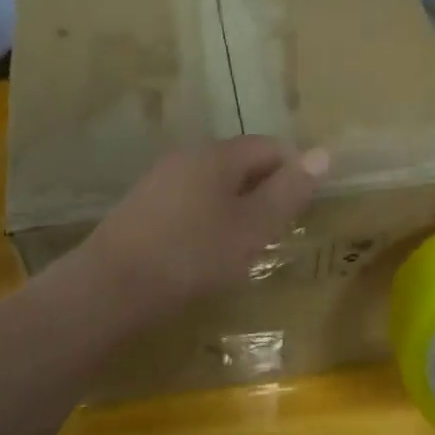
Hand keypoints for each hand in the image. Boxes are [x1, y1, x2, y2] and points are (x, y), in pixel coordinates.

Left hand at [78, 138, 327, 313]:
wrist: (111, 288)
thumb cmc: (192, 256)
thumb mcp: (252, 228)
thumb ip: (288, 191)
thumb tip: (323, 154)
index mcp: (216, 155)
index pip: (270, 146)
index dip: (294, 171)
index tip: (302, 210)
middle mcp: (186, 157)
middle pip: (240, 163)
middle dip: (265, 192)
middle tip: (276, 233)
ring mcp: (159, 181)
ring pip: (213, 185)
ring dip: (237, 209)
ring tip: (243, 248)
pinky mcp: (141, 208)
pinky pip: (189, 203)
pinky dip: (208, 221)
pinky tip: (204, 253)